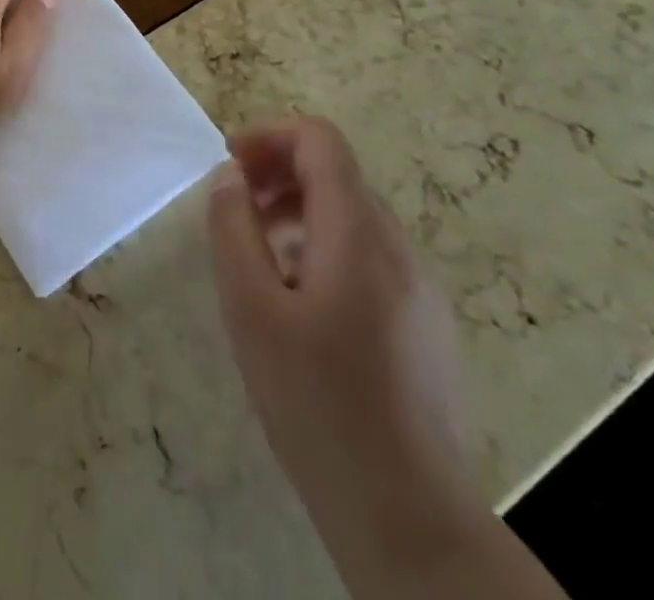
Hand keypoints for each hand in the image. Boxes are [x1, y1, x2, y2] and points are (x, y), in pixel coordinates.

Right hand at [208, 118, 471, 527]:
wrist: (409, 519)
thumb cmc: (318, 405)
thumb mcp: (251, 310)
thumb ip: (234, 229)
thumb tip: (230, 177)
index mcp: (357, 234)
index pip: (320, 140)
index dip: (270, 135)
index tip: (230, 165)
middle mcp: (397, 247)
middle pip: (337, 173)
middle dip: (278, 172)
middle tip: (235, 209)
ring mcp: (418, 287)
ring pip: (352, 214)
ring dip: (298, 209)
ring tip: (258, 252)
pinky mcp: (423, 322)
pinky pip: (369, 254)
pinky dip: (324, 244)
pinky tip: (298, 299)